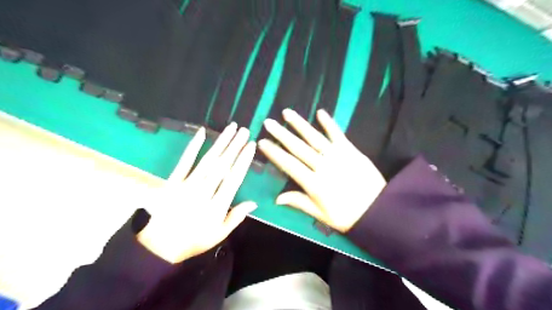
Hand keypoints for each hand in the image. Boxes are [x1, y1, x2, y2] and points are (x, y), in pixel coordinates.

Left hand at [138, 123, 258, 262]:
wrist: (160, 246)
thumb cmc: (194, 240)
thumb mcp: (219, 234)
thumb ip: (236, 217)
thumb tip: (254, 202)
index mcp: (216, 206)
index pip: (234, 179)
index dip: (243, 161)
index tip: (251, 147)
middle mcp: (203, 192)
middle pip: (222, 166)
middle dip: (235, 146)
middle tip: (245, 131)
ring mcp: (186, 185)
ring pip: (207, 160)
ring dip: (220, 142)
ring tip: (231, 128)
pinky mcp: (173, 181)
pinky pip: (184, 161)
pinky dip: (193, 146)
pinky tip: (201, 132)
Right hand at [257, 109, 384, 232]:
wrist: (379, 210)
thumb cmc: (347, 215)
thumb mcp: (321, 215)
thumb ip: (299, 202)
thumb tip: (276, 199)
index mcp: (314, 184)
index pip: (289, 165)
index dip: (275, 153)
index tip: (262, 142)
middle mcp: (323, 166)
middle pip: (298, 148)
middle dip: (282, 134)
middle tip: (268, 122)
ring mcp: (338, 156)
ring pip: (315, 138)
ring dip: (300, 124)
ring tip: (287, 113)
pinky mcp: (351, 151)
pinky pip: (338, 135)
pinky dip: (329, 123)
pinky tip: (320, 112)